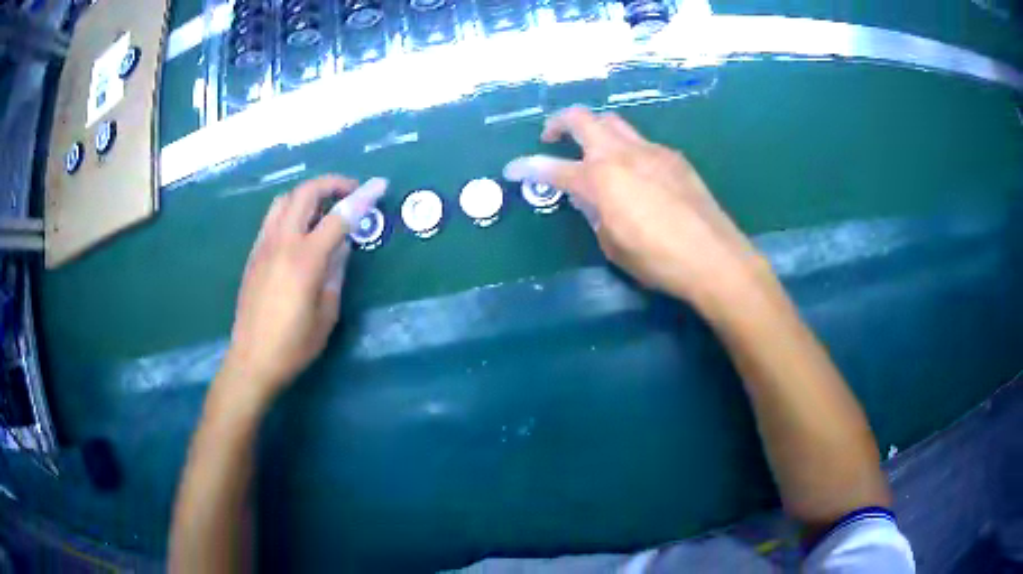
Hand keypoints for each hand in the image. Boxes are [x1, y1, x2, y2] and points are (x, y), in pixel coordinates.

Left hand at [218, 175, 385, 405]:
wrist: (251, 360)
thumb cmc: (294, 345)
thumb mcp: (327, 313)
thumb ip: (336, 271)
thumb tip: (343, 244)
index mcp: (305, 260)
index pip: (339, 217)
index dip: (363, 198)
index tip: (380, 184)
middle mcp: (282, 243)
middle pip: (306, 193)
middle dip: (332, 184)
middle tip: (351, 193)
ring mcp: (263, 245)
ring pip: (285, 199)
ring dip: (308, 194)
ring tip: (325, 208)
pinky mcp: (254, 254)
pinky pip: (273, 217)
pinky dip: (292, 210)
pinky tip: (301, 229)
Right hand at [504, 107, 764, 304]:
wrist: (714, 257)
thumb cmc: (657, 259)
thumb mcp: (612, 244)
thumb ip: (593, 213)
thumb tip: (587, 197)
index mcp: (600, 178)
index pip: (552, 168)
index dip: (527, 168)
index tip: (511, 169)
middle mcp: (622, 153)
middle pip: (583, 118)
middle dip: (559, 123)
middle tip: (551, 139)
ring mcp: (651, 150)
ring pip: (614, 122)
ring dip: (594, 129)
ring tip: (592, 151)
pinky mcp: (674, 158)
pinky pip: (641, 142)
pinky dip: (626, 148)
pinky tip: (634, 173)